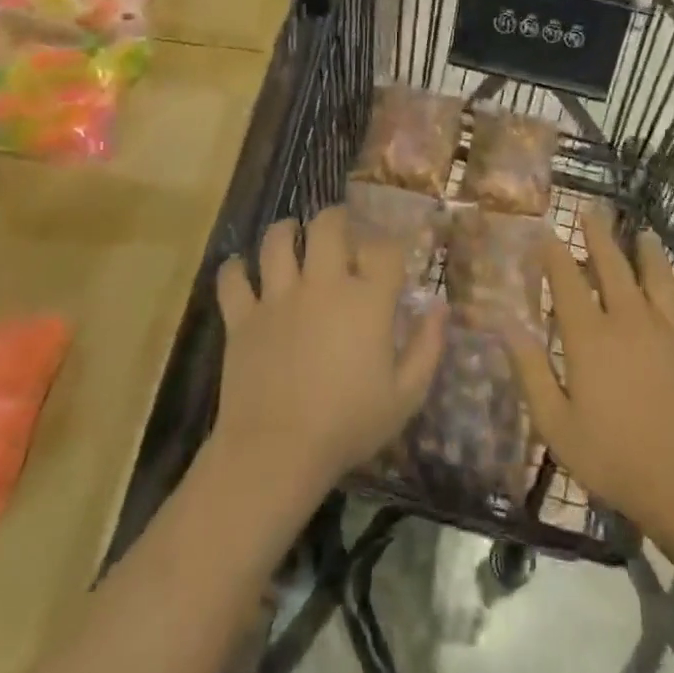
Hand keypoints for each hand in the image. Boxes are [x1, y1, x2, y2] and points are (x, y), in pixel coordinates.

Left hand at [213, 206, 445, 504]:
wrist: (276, 453)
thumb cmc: (348, 426)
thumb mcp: (406, 396)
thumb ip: (428, 347)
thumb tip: (440, 308)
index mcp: (366, 300)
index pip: (383, 249)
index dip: (389, 248)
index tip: (389, 260)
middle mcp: (322, 285)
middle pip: (328, 226)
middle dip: (337, 219)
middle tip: (340, 231)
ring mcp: (277, 297)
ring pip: (277, 240)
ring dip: (286, 232)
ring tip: (292, 236)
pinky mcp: (242, 317)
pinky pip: (232, 277)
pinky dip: (236, 269)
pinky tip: (243, 270)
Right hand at [505, 209, 673, 549]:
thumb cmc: (615, 458)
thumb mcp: (557, 425)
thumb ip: (531, 372)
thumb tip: (506, 326)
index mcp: (590, 337)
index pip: (568, 281)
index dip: (555, 254)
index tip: (546, 232)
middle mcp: (629, 320)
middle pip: (612, 266)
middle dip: (599, 236)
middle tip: (592, 212)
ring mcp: (669, 330)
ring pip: (656, 276)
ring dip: (646, 251)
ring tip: (642, 234)